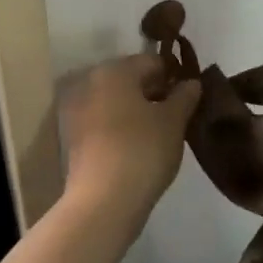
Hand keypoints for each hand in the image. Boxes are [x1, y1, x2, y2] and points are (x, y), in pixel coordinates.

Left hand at [59, 54, 200, 225]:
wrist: (103, 201)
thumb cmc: (143, 151)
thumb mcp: (174, 122)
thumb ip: (185, 97)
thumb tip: (190, 83)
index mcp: (114, 71)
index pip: (152, 61)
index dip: (174, 76)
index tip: (190, 98)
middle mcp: (89, 82)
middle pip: (130, 79)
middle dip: (154, 93)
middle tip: (177, 117)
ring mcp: (76, 110)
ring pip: (115, 101)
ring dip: (136, 110)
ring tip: (159, 134)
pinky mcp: (72, 137)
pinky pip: (103, 121)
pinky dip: (120, 127)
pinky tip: (138, 147)